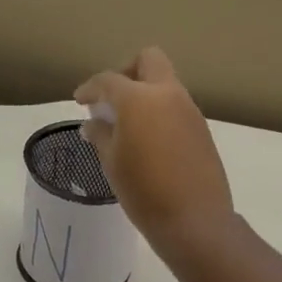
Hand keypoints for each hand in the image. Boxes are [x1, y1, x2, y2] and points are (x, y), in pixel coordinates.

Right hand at [74, 48, 233, 244]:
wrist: (194, 220)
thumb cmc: (143, 191)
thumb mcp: (112, 163)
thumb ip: (101, 135)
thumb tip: (94, 123)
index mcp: (140, 99)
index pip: (108, 80)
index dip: (90, 88)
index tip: (79, 101)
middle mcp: (168, 95)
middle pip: (148, 61)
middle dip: (126, 71)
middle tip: (111, 98)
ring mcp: (189, 110)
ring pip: (165, 83)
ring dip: (144, 93)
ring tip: (126, 124)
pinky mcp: (201, 129)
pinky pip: (176, 106)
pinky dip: (158, 111)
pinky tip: (147, 140)